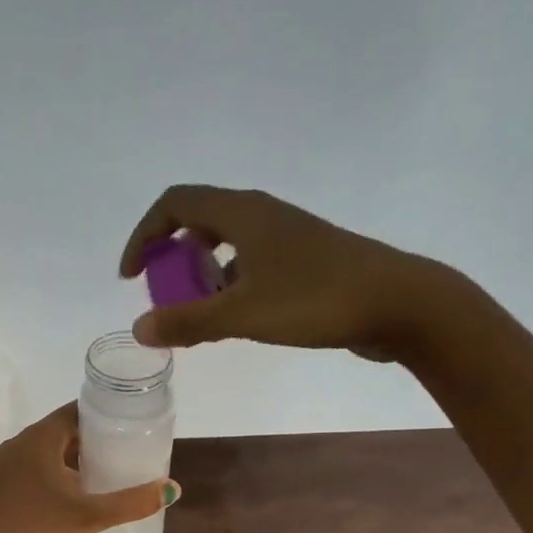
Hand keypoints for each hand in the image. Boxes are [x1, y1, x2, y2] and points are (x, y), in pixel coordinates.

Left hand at [0, 403, 176, 532]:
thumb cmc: (34, 532)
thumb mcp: (88, 517)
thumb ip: (130, 502)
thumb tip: (171, 489)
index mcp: (39, 438)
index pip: (77, 410)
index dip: (106, 415)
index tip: (132, 426)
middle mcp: (20, 444)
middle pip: (64, 431)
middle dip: (95, 440)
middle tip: (126, 454)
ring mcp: (6, 465)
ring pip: (49, 452)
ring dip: (76, 460)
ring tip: (106, 475)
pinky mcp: (0, 486)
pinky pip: (35, 469)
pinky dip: (57, 474)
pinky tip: (74, 496)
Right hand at [118, 184, 465, 361]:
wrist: (399, 303)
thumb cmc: (317, 300)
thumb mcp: (243, 314)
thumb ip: (188, 322)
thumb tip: (139, 328)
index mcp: (243, 214)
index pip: (175, 203)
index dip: (144, 235)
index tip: (132, 276)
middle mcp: (262, 216)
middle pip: (199, 221)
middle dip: (172, 258)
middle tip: (166, 297)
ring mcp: (286, 237)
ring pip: (227, 246)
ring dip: (202, 277)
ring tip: (199, 317)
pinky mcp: (304, 261)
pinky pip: (250, 266)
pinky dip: (230, 287)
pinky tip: (235, 321)